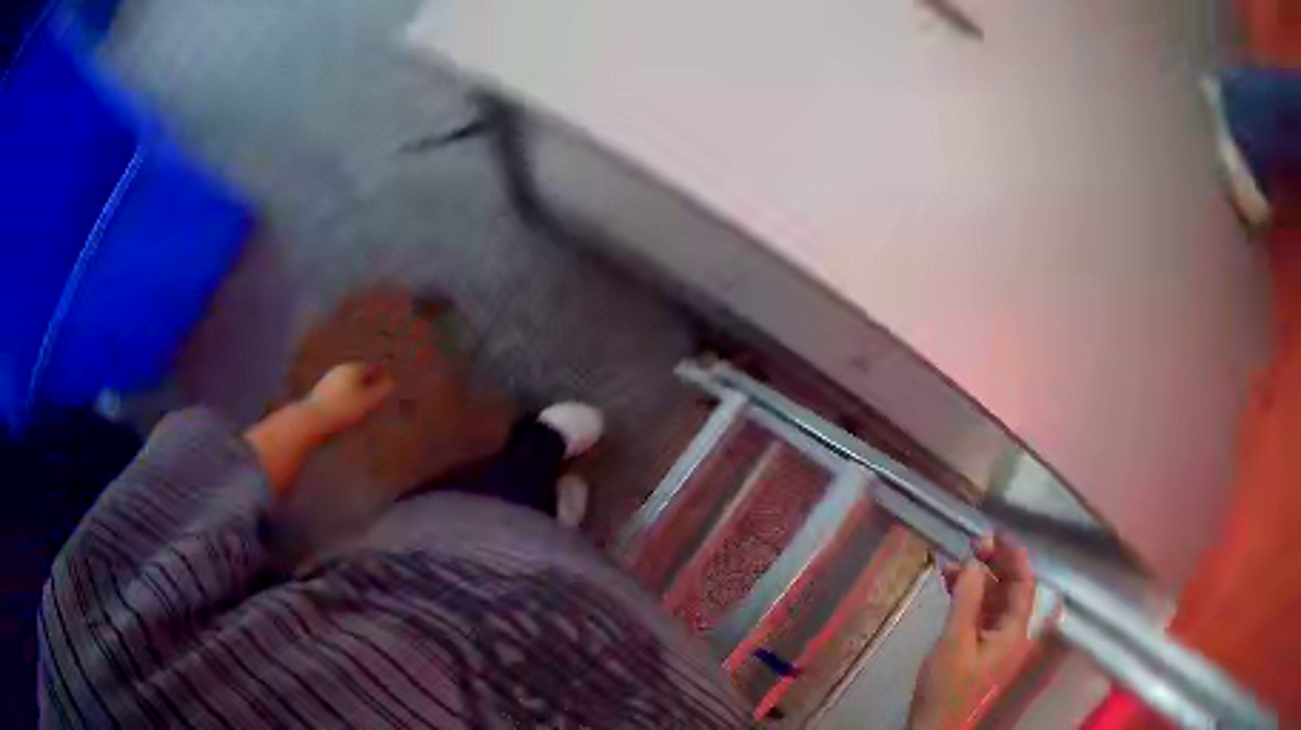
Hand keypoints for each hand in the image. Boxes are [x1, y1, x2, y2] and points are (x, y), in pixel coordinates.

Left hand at [302, 362, 395, 436]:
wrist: (312, 420)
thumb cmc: (343, 411)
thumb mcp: (368, 403)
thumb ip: (382, 391)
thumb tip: (393, 382)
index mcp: (354, 368)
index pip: (373, 367)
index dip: (383, 375)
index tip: (392, 384)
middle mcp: (341, 369)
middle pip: (360, 374)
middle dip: (370, 382)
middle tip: (380, 394)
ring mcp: (329, 380)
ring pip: (349, 383)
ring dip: (358, 391)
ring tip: (365, 405)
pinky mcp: (320, 392)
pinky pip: (339, 392)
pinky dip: (347, 397)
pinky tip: (349, 409)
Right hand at [909, 533, 1035, 729]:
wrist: (934, 726)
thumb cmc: (947, 686)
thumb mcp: (955, 641)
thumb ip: (967, 599)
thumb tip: (972, 562)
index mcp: (1015, 631)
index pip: (1024, 584)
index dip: (1014, 556)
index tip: (996, 534)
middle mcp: (1011, 632)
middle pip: (1011, 589)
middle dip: (994, 565)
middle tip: (972, 545)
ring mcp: (995, 641)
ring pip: (994, 600)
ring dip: (977, 580)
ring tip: (953, 563)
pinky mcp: (978, 648)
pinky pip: (980, 614)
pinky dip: (968, 598)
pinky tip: (951, 587)